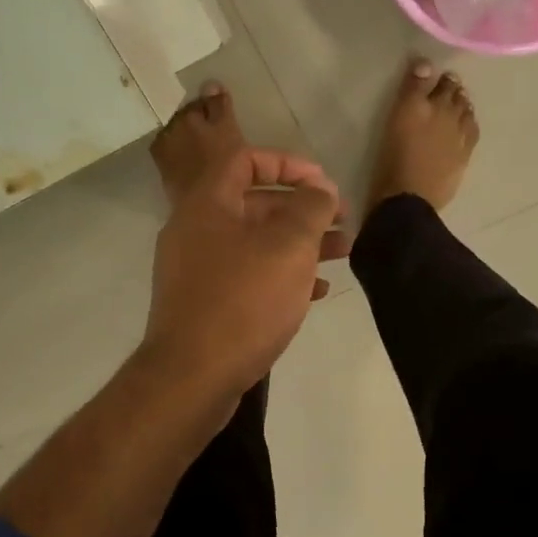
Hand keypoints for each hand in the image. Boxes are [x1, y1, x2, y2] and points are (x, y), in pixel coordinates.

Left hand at [144, 147, 348, 398]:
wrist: (193, 376)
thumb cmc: (244, 301)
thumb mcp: (289, 247)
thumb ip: (310, 208)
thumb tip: (320, 190)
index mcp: (208, 204)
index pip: (245, 160)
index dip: (289, 164)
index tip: (324, 183)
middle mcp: (196, 230)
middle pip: (255, 204)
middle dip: (303, 210)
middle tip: (344, 222)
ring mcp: (198, 270)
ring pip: (256, 243)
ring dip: (300, 244)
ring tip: (343, 254)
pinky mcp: (205, 304)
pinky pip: (248, 276)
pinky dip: (282, 276)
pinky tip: (316, 293)